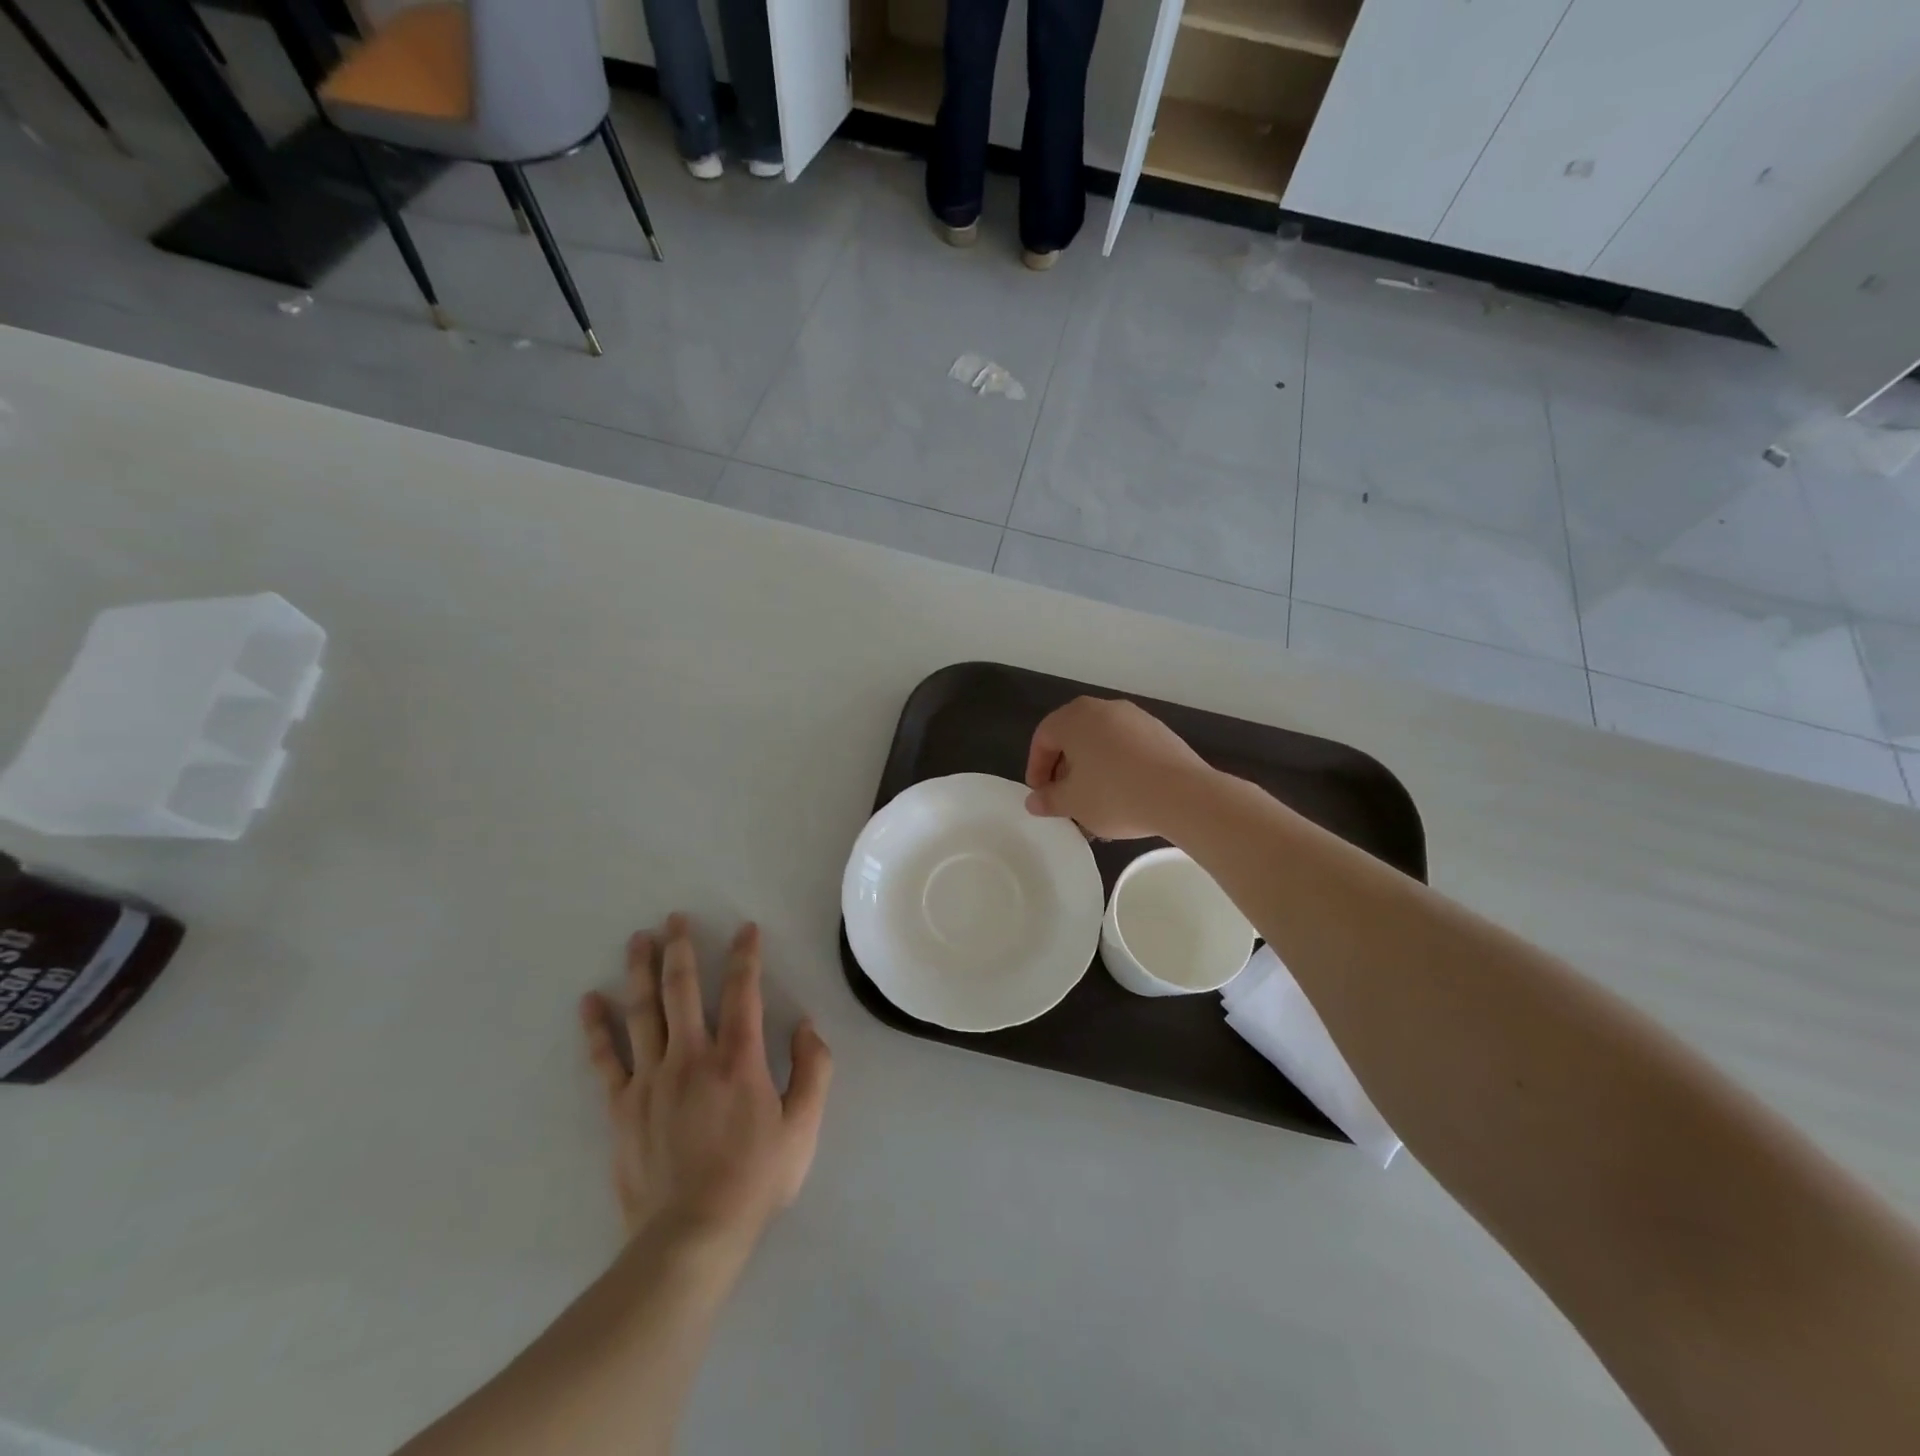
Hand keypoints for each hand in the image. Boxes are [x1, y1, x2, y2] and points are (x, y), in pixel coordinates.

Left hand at [579, 914, 831, 1251]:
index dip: (746, 955)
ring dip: (640, 971)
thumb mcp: (803, 1127)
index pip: (743, 990)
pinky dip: (596, 1028)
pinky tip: (589, 1000)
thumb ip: (813, 1070)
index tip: (745, 929)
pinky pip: (606, 1059)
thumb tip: (806, 1025)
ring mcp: (651, 1079)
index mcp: (738, 1058)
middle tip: (674, 918)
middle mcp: (692, 1056)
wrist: (691, 1236)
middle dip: (681, 948)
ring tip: (638, 939)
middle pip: (682, 989)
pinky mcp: (622, 1106)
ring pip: (642, 1012)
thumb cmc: (754, 1179)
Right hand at [1024, 696, 1213, 839]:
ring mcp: (1136, 717)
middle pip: (1073, 736)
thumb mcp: (1073, 803)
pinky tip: (1125, 794)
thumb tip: (1034, 801)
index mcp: (1075, 718)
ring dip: (1092, 769)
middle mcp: (1104, 708)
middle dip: (1064, 769)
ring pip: (1102, 742)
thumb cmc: (1115, 794)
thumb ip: (1048, 799)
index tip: (1041, 796)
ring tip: (1095, 801)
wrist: (1183, 795)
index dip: (1036, 769)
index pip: (1043, 738)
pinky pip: (1127, 747)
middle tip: (1065, 798)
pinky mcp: (1160, 732)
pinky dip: (1118, 767)